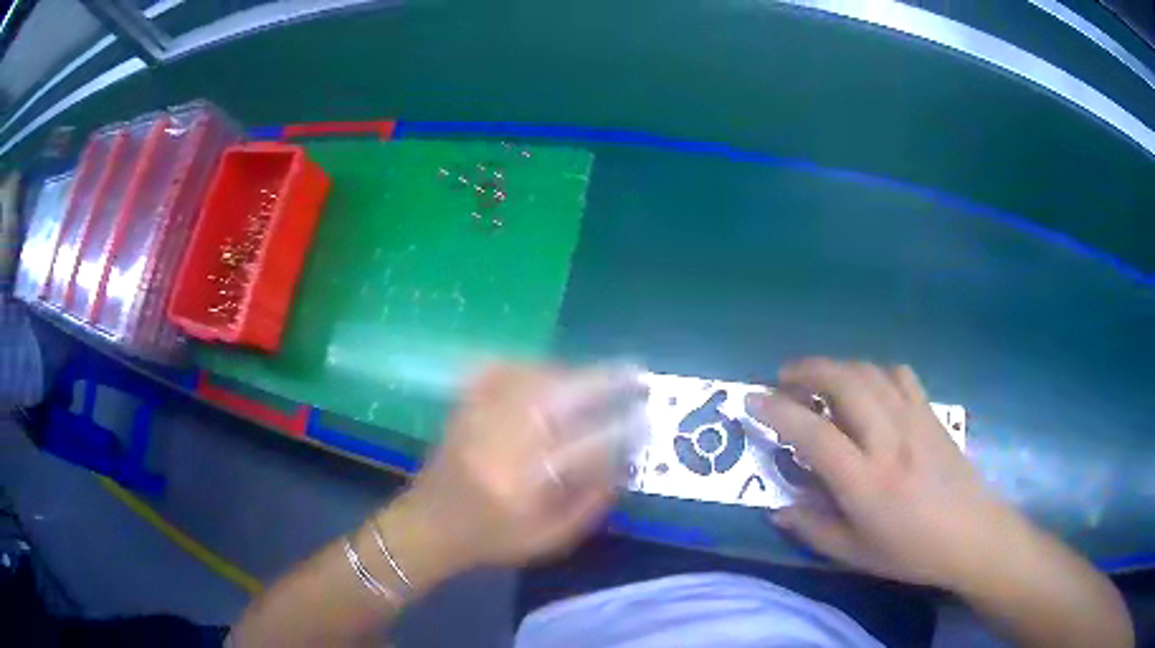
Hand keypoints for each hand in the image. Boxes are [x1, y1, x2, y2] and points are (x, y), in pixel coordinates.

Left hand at [395, 363, 644, 572]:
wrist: (427, 526)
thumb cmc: (490, 540)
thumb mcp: (548, 540)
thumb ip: (589, 504)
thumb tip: (623, 463)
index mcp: (521, 485)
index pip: (583, 447)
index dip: (620, 429)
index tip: (646, 418)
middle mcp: (498, 445)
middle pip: (556, 400)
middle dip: (601, 382)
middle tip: (633, 375)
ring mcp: (476, 420)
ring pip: (529, 379)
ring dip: (570, 372)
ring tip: (596, 375)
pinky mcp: (462, 408)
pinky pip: (498, 372)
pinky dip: (528, 365)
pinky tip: (547, 369)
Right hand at [747, 358, 1022, 588]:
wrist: (971, 534)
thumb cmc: (911, 551)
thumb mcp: (855, 554)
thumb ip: (813, 529)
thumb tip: (778, 509)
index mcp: (866, 481)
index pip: (813, 433)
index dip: (777, 411)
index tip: (752, 400)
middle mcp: (888, 440)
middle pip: (844, 382)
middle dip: (807, 370)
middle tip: (785, 379)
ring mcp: (914, 420)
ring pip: (870, 371)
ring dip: (838, 367)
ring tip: (821, 381)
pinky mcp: (932, 413)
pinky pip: (900, 375)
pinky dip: (875, 372)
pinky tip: (869, 388)